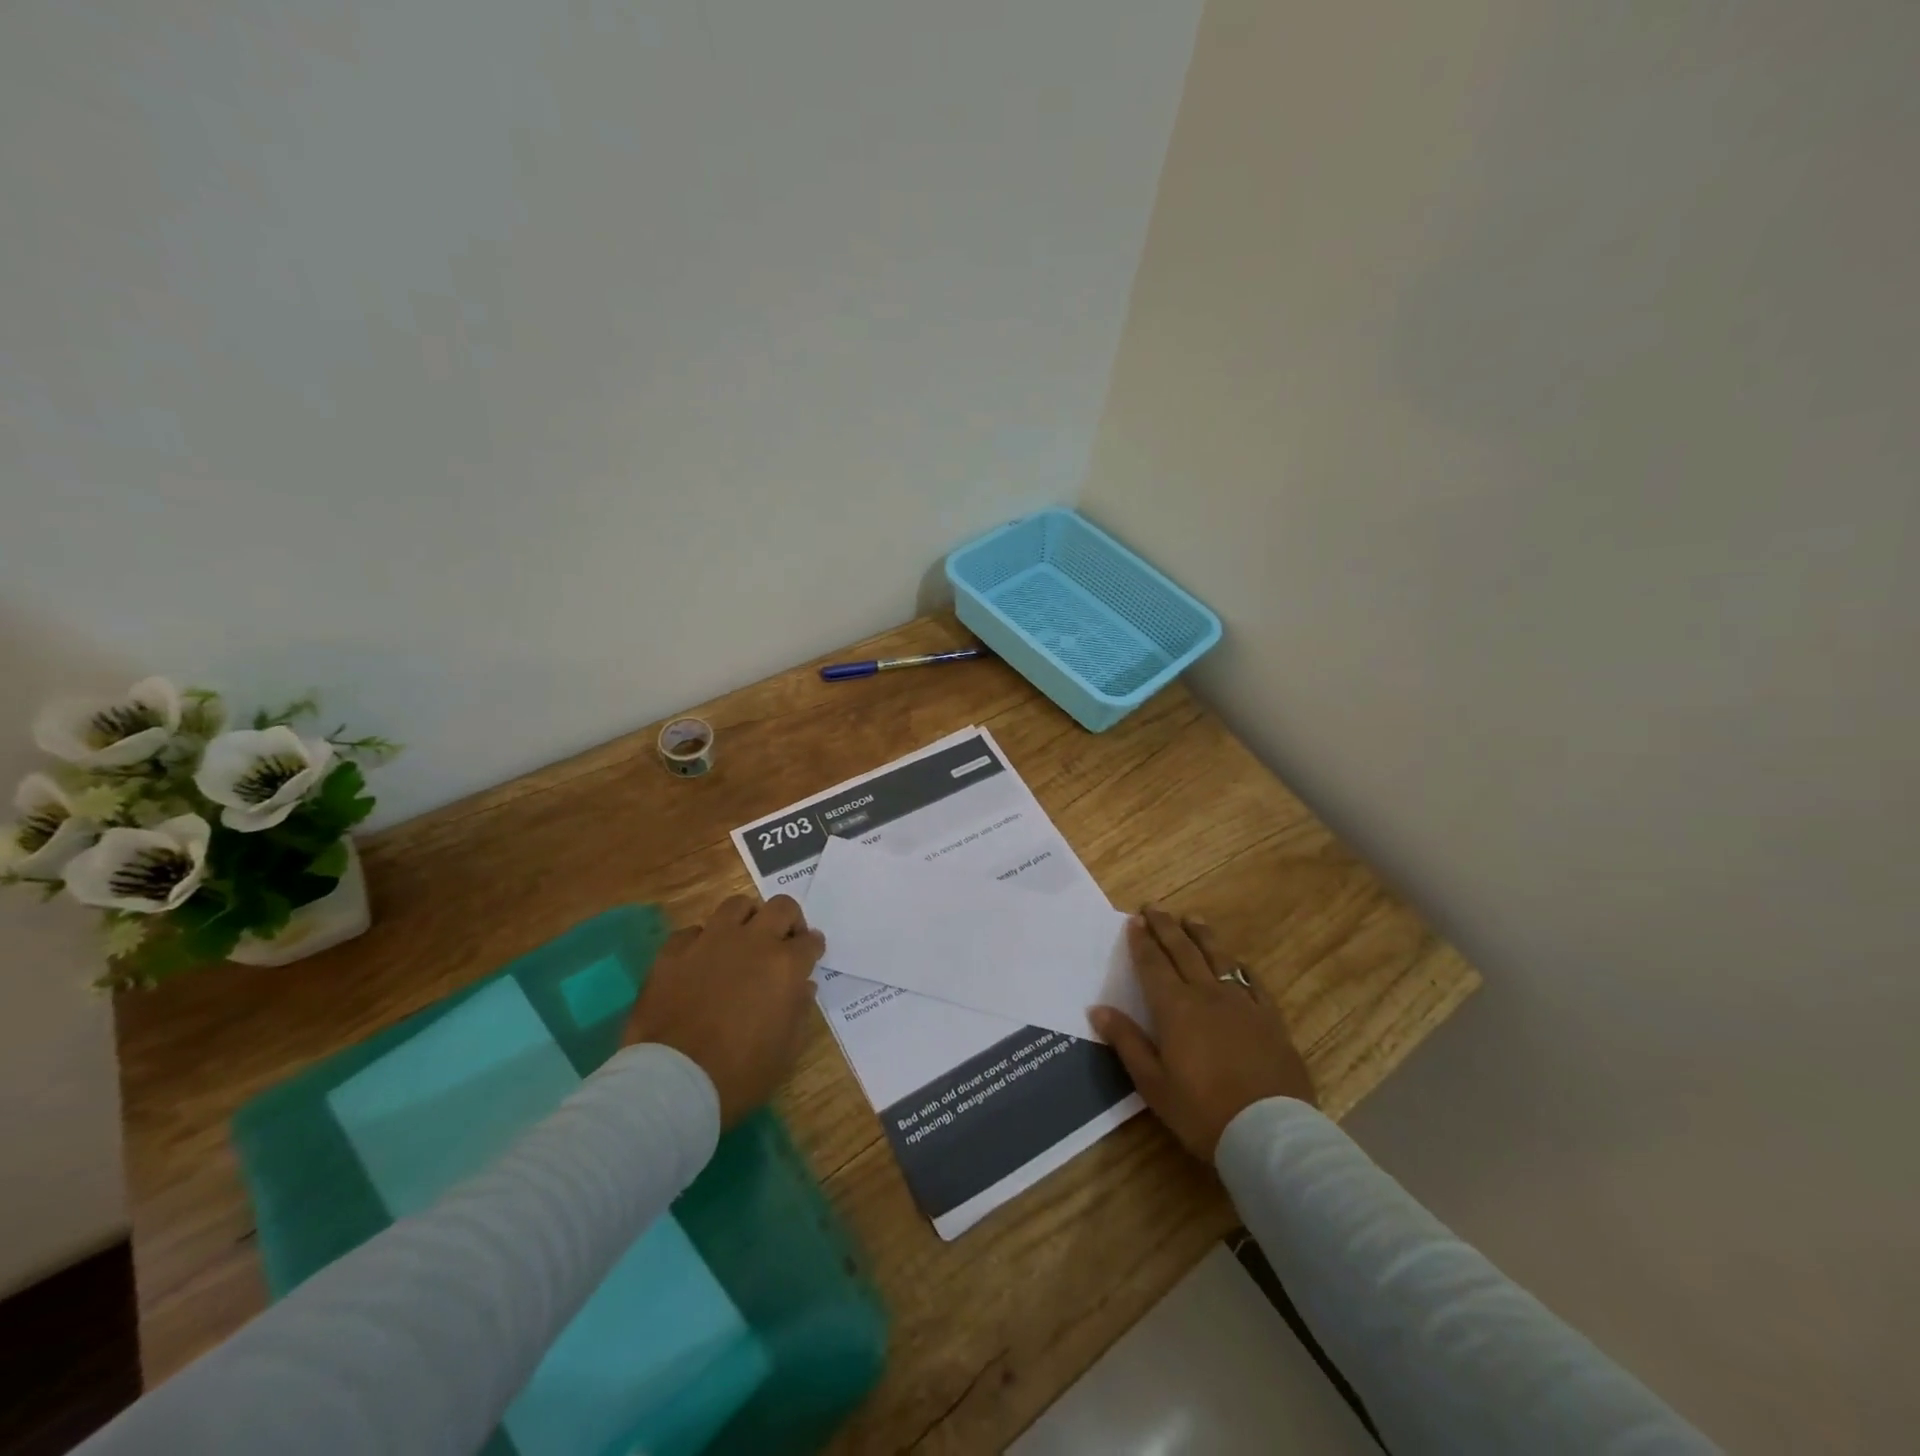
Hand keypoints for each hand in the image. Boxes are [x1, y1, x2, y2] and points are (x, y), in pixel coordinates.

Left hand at [624, 894, 824, 1127]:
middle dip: (788, 919)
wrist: (673, 1080)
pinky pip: (693, 932)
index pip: (811, 941)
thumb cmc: (740, 1073)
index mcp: (785, 965)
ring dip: (746, 918)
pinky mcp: (673, 951)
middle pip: (780, 907)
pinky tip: (700, 961)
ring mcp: (710, 941)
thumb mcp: (786, 1050)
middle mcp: (752, 942)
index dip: (813, 947)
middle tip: (783, 941)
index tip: (811, 955)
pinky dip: (702, 941)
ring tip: (743, 939)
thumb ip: (800, 1011)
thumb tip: (802, 987)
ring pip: (736, 905)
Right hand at [1091, 907, 1315, 1160]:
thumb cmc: (1202, 1112)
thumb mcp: (1153, 1084)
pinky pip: (1252, 981)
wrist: (1269, 1133)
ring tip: (1191, 919)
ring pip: (1218, 957)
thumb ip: (1127, 1042)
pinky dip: (1239, 965)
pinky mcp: (1270, 1019)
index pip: (1153, 964)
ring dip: (1201, 935)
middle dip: (1166, 927)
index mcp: (1176, 1008)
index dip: (1142, 941)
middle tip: (1154, 907)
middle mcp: (1207, 995)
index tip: (1133, 921)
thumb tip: (1097, 1009)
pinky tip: (1235, 960)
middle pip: (1183, 951)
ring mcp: (1243, 1004)